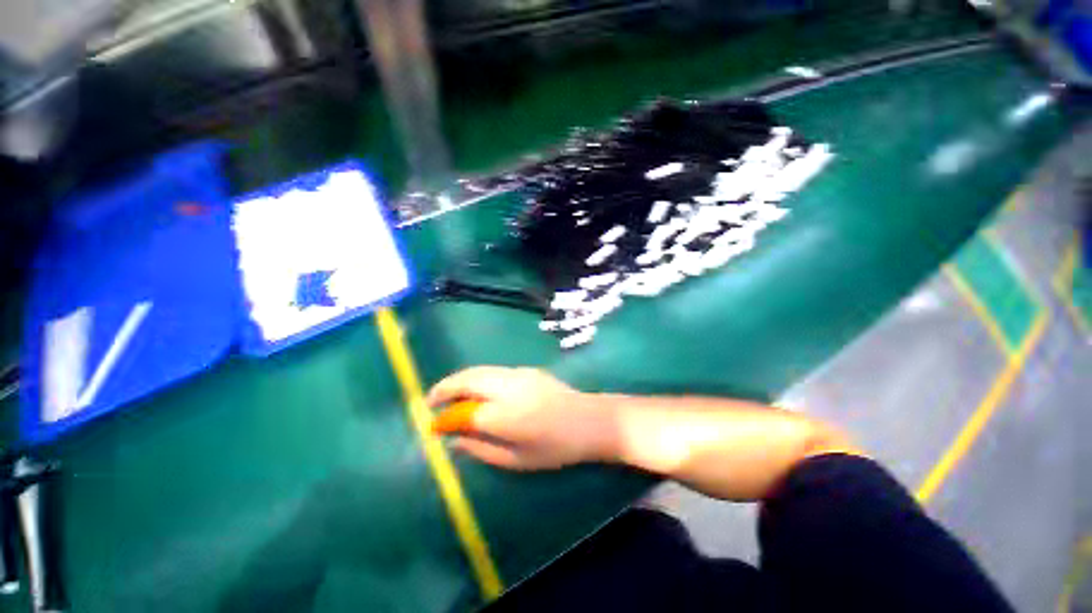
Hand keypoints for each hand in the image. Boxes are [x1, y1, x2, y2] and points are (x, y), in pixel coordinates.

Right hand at [426, 367, 611, 469]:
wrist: (590, 420)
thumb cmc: (556, 448)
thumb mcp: (517, 460)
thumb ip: (482, 448)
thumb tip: (454, 441)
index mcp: (507, 414)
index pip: (464, 412)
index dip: (445, 418)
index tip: (432, 426)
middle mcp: (510, 387)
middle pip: (468, 379)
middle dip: (444, 388)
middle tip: (429, 402)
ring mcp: (519, 373)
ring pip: (479, 370)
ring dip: (459, 380)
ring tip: (446, 395)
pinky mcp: (526, 369)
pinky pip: (493, 370)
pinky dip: (476, 377)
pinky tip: (474, 390)